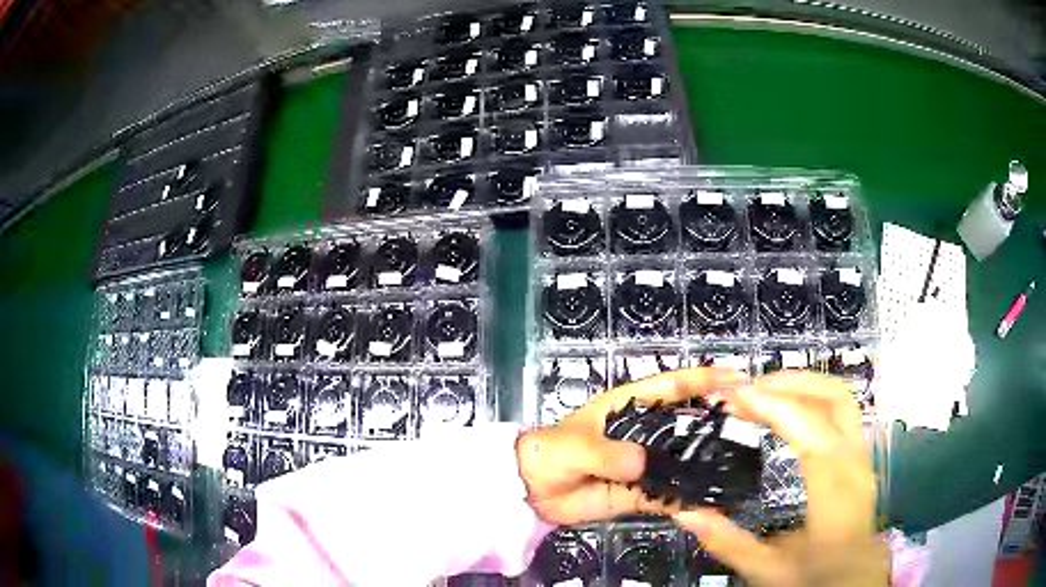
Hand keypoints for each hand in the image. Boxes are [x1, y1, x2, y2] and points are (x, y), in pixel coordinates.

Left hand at [516, 368, 743, 525]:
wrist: (528, 491)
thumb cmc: (549, 454)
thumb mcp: (574, 446)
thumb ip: (607, 453)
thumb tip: (644, 463)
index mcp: (629, 406)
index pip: (673, 386)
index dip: (706, 379)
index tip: (739, 378)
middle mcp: (643, 433)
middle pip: (688, 423)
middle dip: (718, 422)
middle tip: (753, 426)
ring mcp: (643, 465)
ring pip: (683, 460)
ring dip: (707, 463)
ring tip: (742, 467)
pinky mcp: (638, 493)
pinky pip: (667, 494)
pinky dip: (687, 498)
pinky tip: (711, 502)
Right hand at [676, 372, 888, 586]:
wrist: (856, 576)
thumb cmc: (815, 575)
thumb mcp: (767, 570)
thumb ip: (728, 543)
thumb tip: (684, 513)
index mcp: (834, 495)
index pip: (811, 435)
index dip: (775, 408)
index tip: (737, 398)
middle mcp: (854, 465)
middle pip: (834, 400)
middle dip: (790, 383)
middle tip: (748, 389)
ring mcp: (861, 455)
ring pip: (841, 398)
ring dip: (802, 385)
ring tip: (764, 392)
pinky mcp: (859, 454)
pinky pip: (840, 411)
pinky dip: (811, 398)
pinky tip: (787, 410)